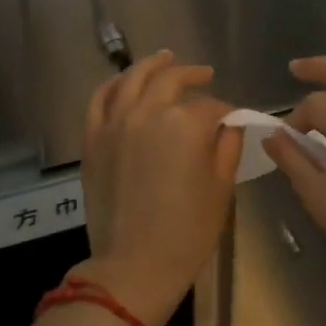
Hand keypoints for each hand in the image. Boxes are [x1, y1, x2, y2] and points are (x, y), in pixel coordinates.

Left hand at [76, 51, 240, 325]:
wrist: (134, 266)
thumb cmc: (187, 232)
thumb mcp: (221, 188)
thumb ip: (227, 146)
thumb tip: (228, 124)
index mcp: (185, 124)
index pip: (211, 106)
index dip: (226, 112)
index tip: (232, 120)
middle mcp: (148, 112)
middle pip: (172, 80)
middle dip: (192, 75)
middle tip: (205, 75)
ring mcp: (115, 123)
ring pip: (133, 78)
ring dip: (153, 65)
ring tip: (165, 58)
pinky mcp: (93, 139)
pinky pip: (100, 99)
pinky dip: (113, 84)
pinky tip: (124, 81)